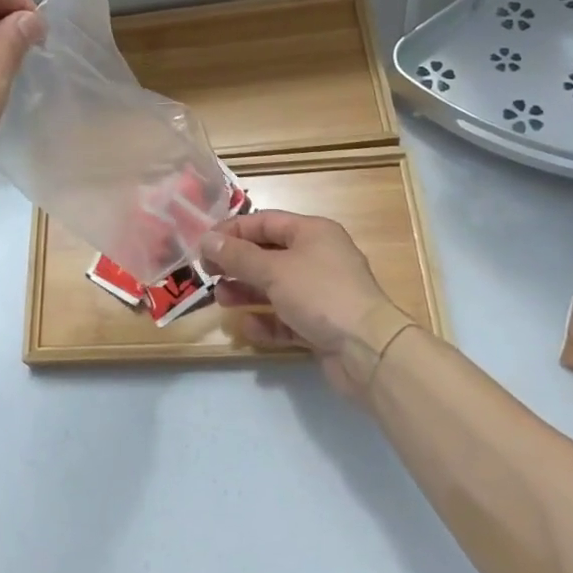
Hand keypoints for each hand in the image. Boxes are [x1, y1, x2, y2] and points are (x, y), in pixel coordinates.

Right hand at [200, 212, 398, 398]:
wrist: (369, 351)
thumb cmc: (320, 294)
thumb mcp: (274, 270)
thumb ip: (238, 255)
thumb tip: (207, 239)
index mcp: (312, 232)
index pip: (265, 222)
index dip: (233, 230)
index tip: (204, 244)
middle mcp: (318, 258)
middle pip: (268, 254)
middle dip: (237, 263)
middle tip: (208, 273)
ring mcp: (321, 293)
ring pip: (275, 287)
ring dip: (247, 292)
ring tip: (221, 300)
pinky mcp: (321, 325)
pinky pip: (286, 317)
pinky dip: (266, 321)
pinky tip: (247, 327)